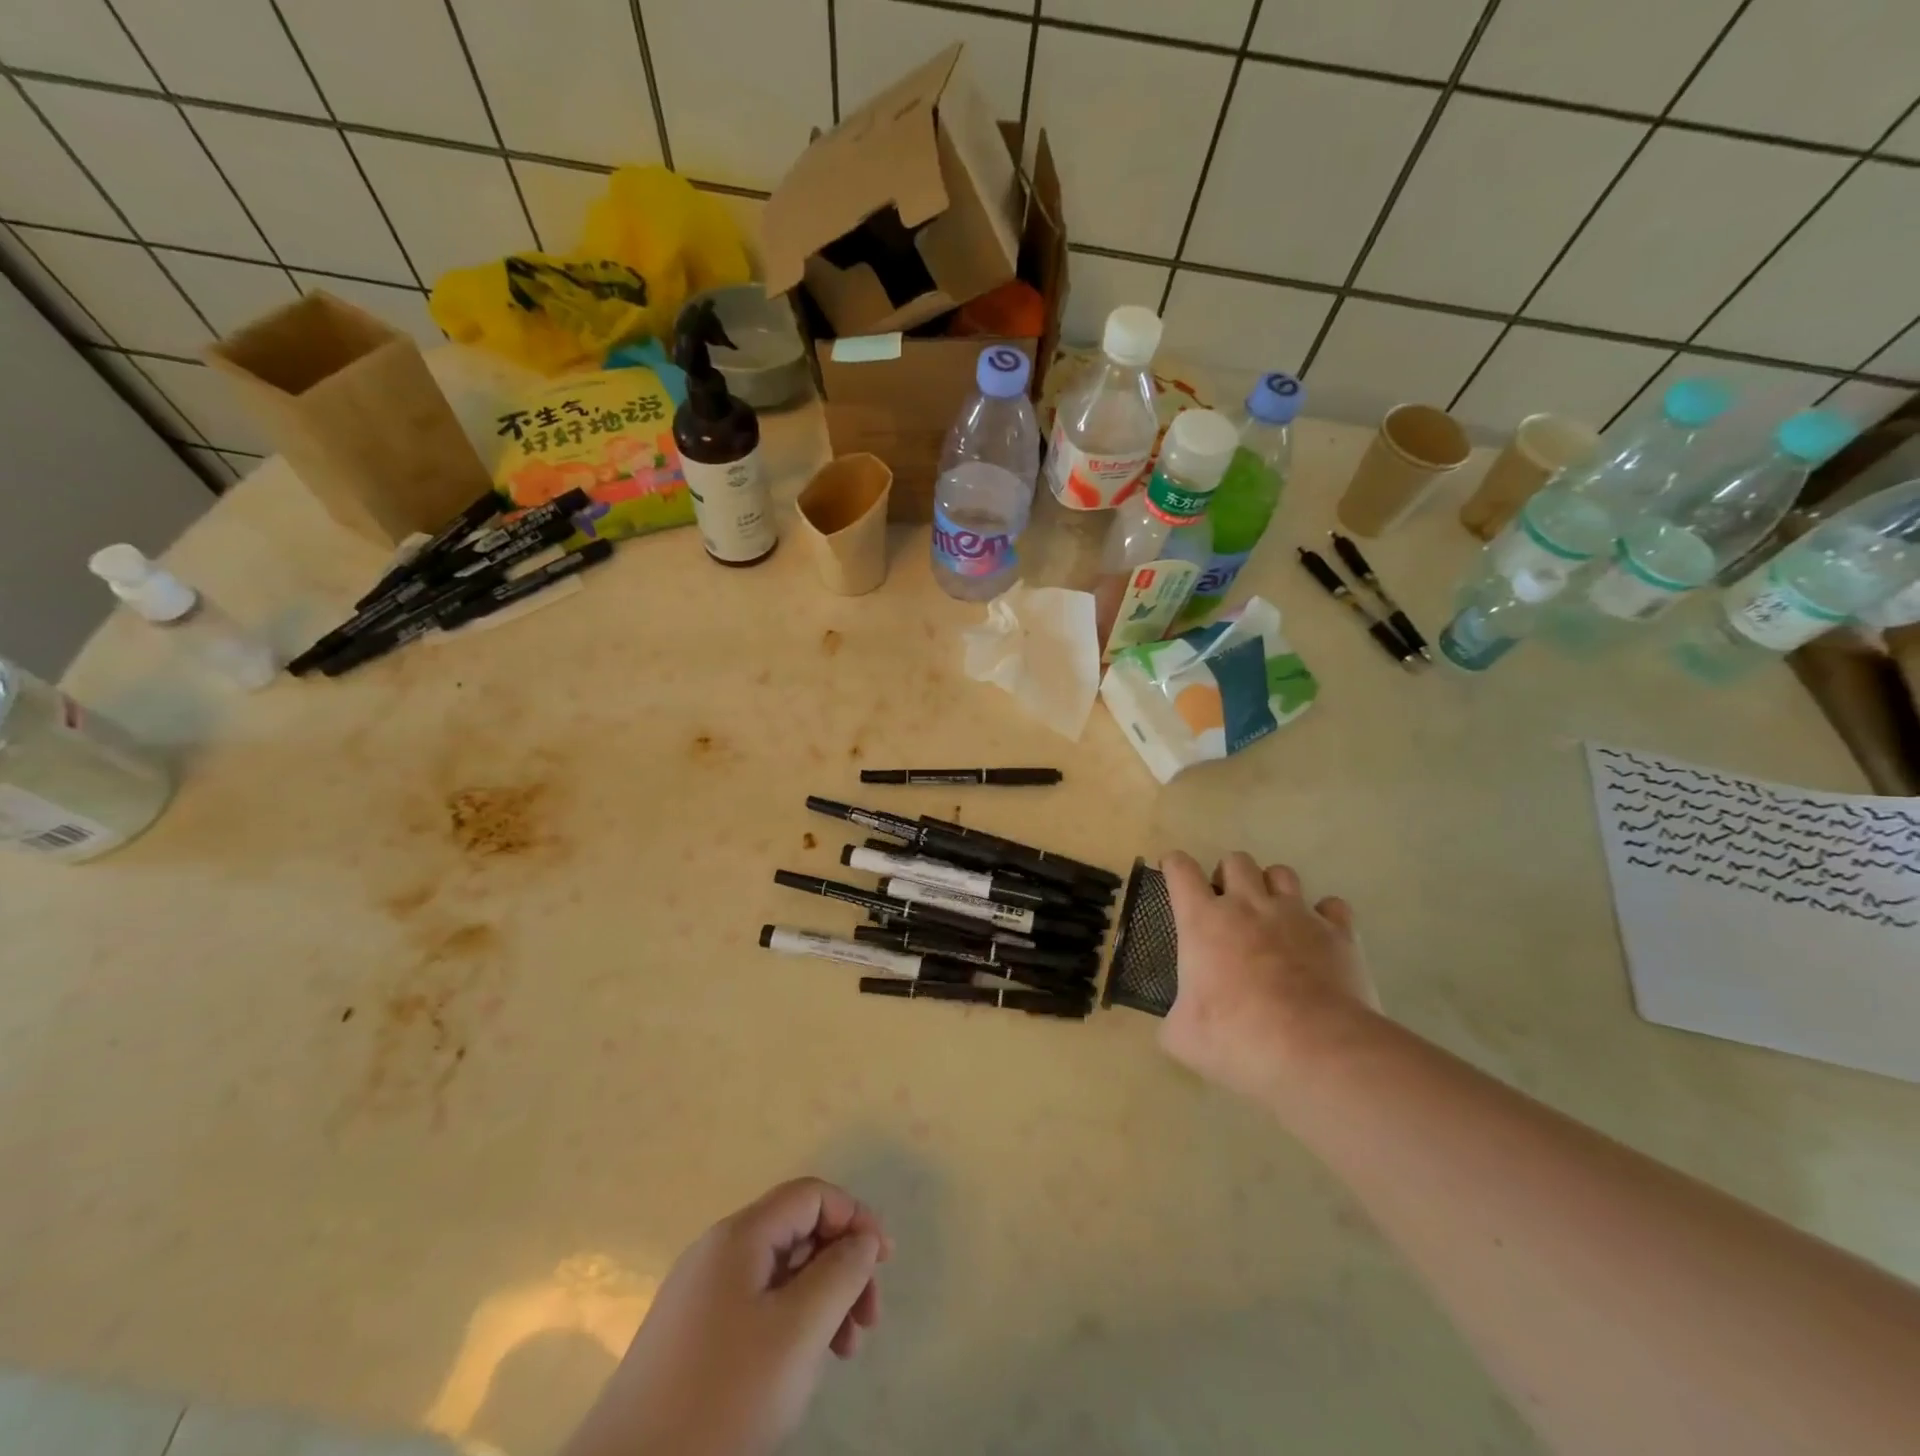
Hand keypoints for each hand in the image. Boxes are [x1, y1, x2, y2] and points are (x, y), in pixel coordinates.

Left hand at [564, 1178, 890, 1455]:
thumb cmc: (721, 1399)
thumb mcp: (797, 1332)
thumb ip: (840, 1274)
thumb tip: (863, 1241)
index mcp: (739, 1236)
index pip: (811, 1195)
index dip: (854, 1218)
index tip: (884, 1265)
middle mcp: (718, 1252)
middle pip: (797, 1231)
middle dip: (841, 1266)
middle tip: (867, 1322)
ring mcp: (701, 1296)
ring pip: (780, 1273)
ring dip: (822, 1299)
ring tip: (844, 1352)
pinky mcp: (692, 1338)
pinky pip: (758, 1306)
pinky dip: (792, 1324)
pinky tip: (803, 1366)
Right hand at [1158, 851, 1378, 1100]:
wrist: (1317, 1052)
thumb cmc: (1238, 1039)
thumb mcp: (1182, 1037)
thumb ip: (1175, 1018)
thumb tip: (1178, 1021)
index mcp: (1203, 920)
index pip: (1181, 869)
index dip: (1174, 865)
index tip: (1173, 872)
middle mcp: (1248, 905)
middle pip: (1236, 860)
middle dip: (1228, 876)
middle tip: (1227, 907)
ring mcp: (1297, 915)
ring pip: (1282, 873)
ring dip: (1272, 888)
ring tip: (1272, 917)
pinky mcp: (1338, 934)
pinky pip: (1332, 906)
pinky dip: (1323, 915)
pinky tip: (1318, 937)